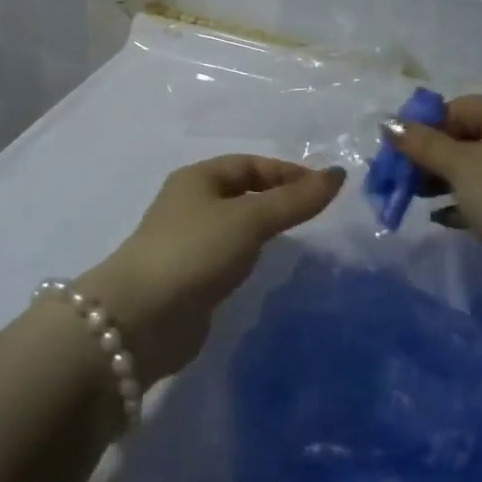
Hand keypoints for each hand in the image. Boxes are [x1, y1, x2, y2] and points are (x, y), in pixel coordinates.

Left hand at [81, 157, 343, 384]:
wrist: (142, 318)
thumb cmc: (196, 252)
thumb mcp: (250, 219)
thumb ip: (294, 199)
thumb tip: (338, 174)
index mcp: (198, 178)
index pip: (250, 164)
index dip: (287, 172)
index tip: (323, 190)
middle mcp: (189, 203)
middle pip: (241, 191)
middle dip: (277, 197)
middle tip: (315, 214)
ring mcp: (187, 241)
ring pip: (234, 224)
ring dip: (263, 227)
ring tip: (297, 238)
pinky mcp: (189, 277)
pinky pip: (227, 254)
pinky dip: (249, 254)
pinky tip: (264, 267)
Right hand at [389, 94, 481, 272]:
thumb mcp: (458, 166)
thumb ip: (421, 143)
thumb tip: (388, 123)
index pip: (456, 108)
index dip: (424, 130)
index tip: (400, 157)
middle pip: (467, 135)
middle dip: (433, 158)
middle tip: (406, 181)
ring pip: (480, 164)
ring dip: (447, 180)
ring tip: (420, 200)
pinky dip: (469, 198)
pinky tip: (445, 217)